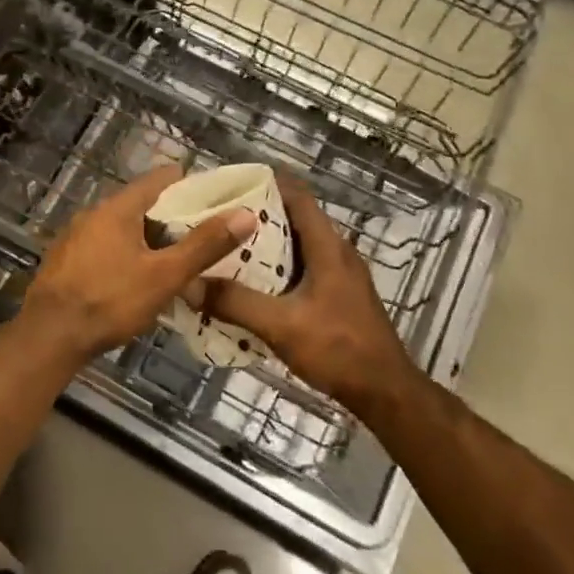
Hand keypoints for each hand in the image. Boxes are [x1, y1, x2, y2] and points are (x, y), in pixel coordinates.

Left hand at [19, 165, 256, 359]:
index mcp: (118, 207)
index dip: (191, 187)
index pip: (161, 179)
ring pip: (122, 229)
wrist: (49, 336)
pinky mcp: (65, 261)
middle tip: (202, 239)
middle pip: (142, 204)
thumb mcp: (165, 275)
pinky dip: (125, 255)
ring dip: (148, 240)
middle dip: (173, 219)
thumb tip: (245, 213)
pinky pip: (104, 248)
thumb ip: (204, 244)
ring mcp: (75, 237)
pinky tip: (136, 281)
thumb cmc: (110, 300)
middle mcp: (94, 213)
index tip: (216, 203)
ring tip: (175, 263)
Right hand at [202, 171, 421, 419]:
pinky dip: (278, 268)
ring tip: (227, 247)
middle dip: (258, 214)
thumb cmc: (338, 349)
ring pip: (299, 245)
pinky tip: (253, 284)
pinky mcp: (340, 296)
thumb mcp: (281, 325)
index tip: (231, 182)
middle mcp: (337, 252)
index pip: (298, 196)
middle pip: (295, 218)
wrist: (385, 391)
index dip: (268, 182)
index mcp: (328, 247)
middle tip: (219, 218)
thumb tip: (188, 284)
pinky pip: (304, 268)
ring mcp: (341, 275)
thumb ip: (235, 303)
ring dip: (267, 243)